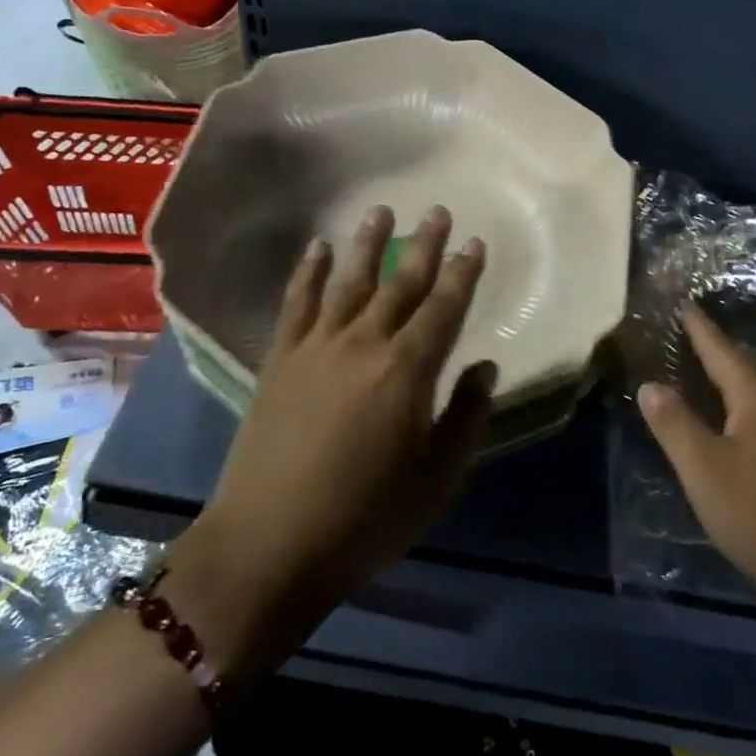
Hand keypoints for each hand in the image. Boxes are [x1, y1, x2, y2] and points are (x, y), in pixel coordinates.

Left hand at [166, 204, 493, 667]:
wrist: (269, 545)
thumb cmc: (366, 518)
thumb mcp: (437, 479)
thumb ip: (466, 417)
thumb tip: (485, 366)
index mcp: (408, 372)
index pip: (444, 308)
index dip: (463, 274)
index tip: (474, 243)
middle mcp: (364, 345)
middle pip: (401, 284)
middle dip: (424, 246)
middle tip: (438, 211)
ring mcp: (316, 348)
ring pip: (349, 282)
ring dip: (368, 244)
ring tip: (381, 211)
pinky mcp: (280, 360)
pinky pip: (297, 304)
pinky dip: (309, 272)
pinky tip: (317, 248)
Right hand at [638, 307, 755, 614]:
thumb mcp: (704, 471)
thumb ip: (675, 424)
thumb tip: (650, 384)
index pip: (722, 350)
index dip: (699, 328)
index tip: (685, 302)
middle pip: (746, 368)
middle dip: (717, 351)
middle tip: (690, 336)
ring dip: (734, 381)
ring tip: (709, 376)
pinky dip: (749, 410)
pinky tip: (742, 428)